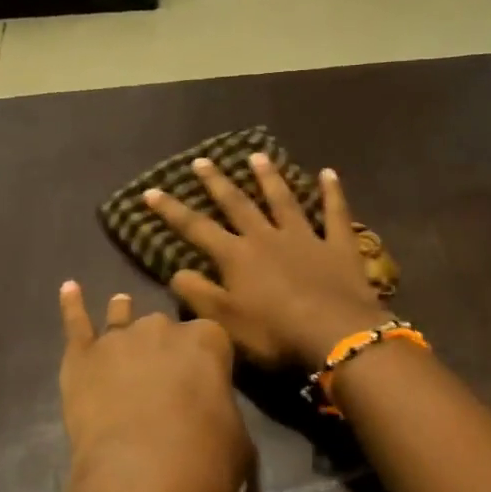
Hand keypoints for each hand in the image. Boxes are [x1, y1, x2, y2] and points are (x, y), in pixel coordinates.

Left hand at [57, 282, 251, 491]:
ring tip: (120, 305)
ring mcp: (119, 338)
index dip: (206, 358)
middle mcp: (163, 328)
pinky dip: (71, 306)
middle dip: (163, 346)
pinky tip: (68, 288)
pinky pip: (76, 324)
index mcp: (208, 340)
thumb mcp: (238, 438)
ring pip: (121, 318)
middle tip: (163, 375)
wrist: (144, 473)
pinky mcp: (82, 357)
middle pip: (164, 328)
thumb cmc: (205, 457)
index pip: (210, 338)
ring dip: (122, 315)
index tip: (204, 379)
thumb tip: (216, 423)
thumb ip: (224, 415)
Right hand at [143, 155, 388, 371]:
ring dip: (269, 178)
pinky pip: (335, 213)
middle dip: (217, 183)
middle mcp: (267, 238)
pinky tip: (329, 173)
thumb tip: (176, 272)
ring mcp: (306, 238)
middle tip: (202, 161)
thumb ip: (198, 295)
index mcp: (237, 257)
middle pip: (239, 205)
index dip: (172, 211)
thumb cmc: (275, 334)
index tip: (151, 191)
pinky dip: (332, 193)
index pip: (197, 229)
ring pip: (283, 201)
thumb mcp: (225, 322)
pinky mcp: (339, 246)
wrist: (336, 334)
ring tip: (257, 156)